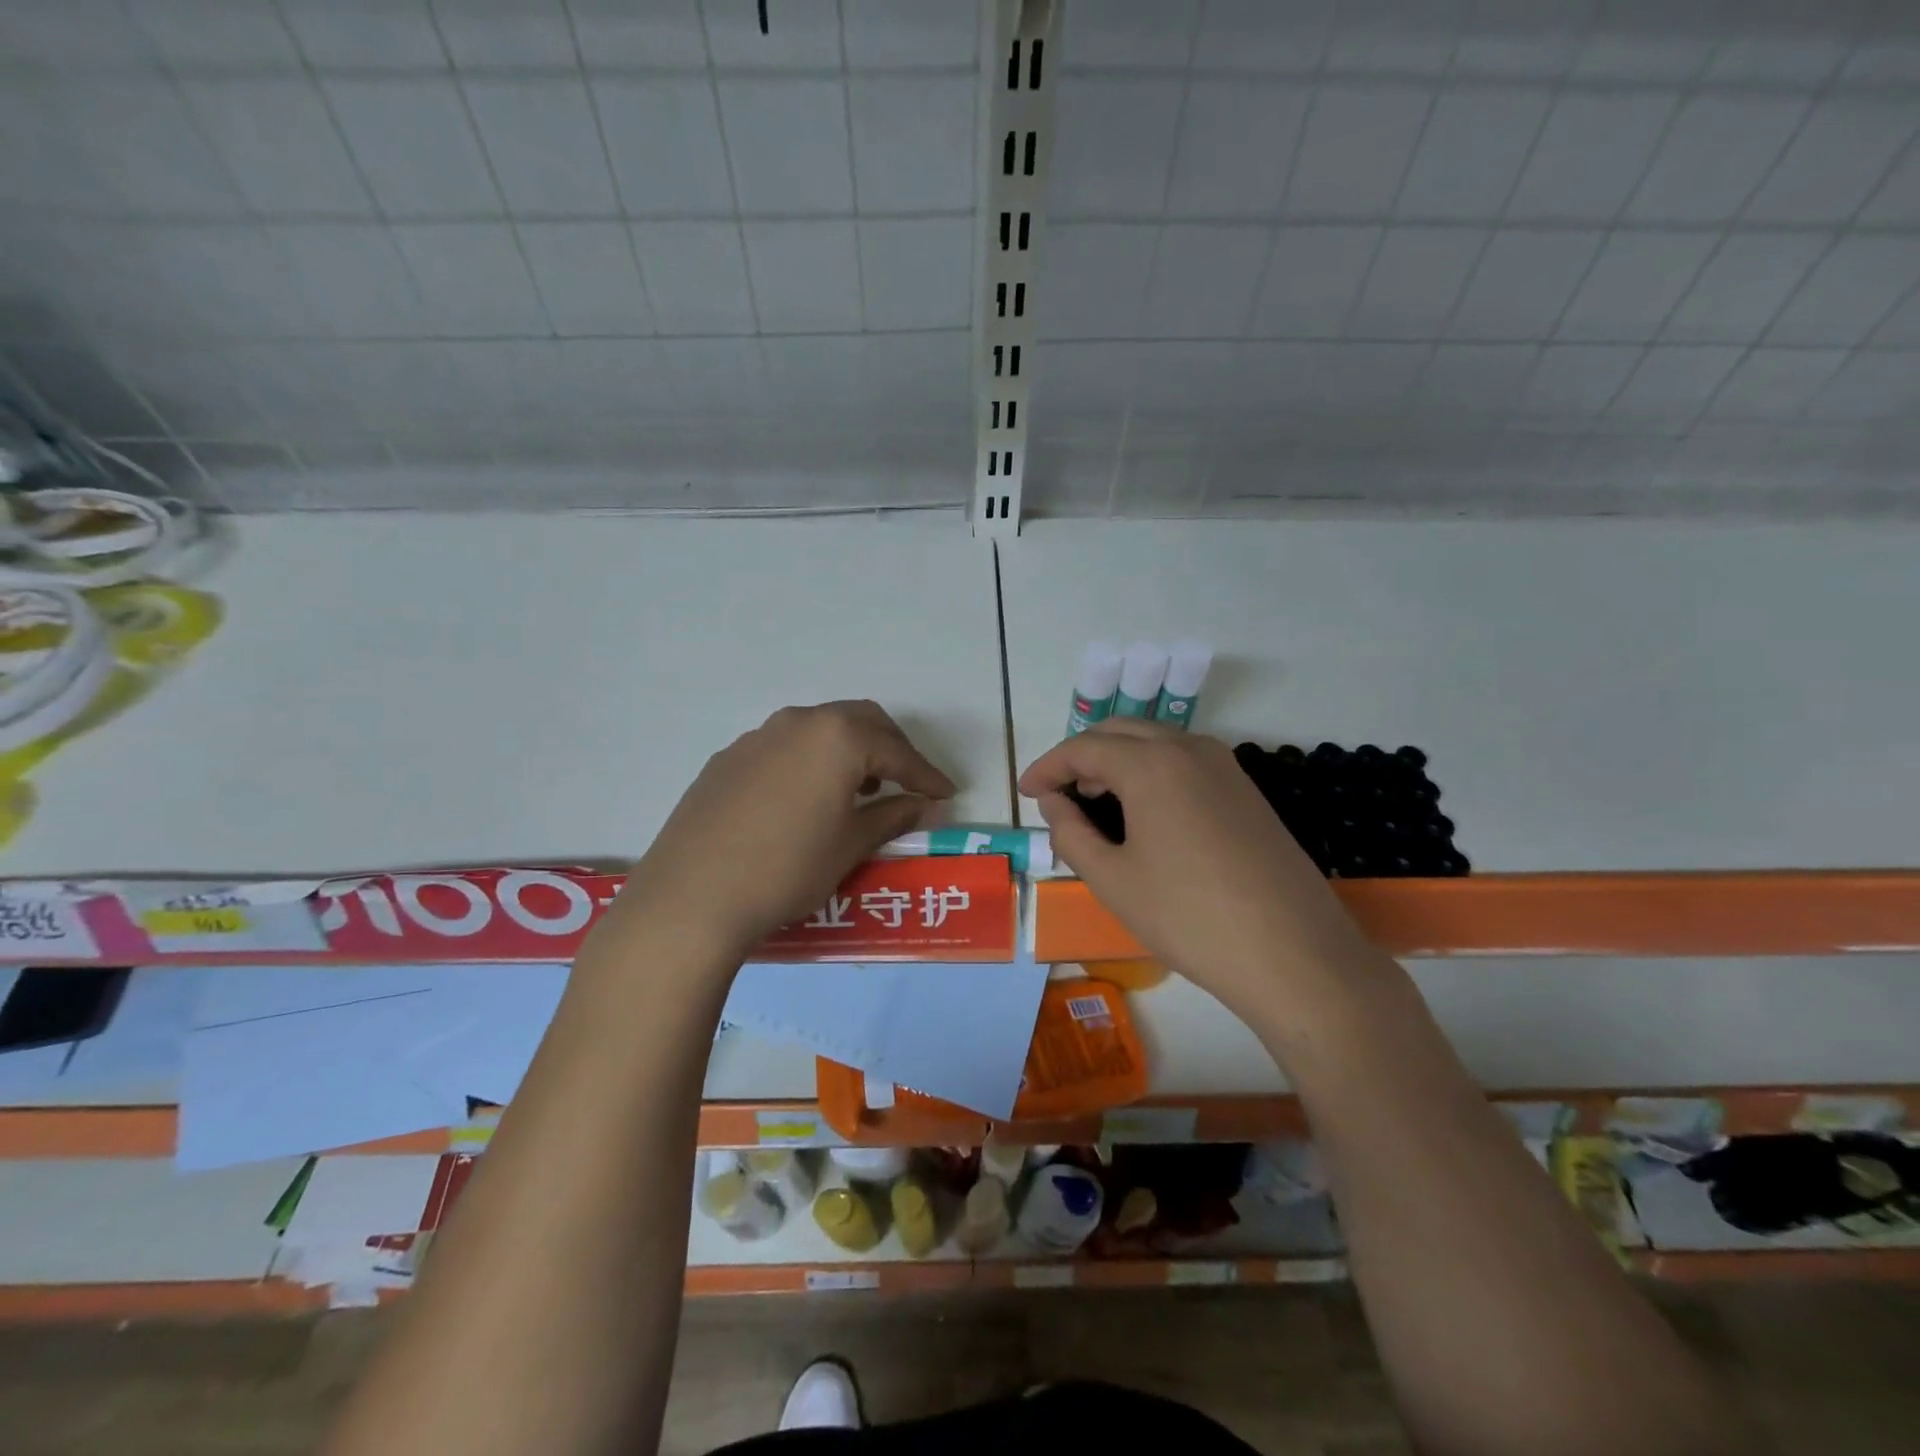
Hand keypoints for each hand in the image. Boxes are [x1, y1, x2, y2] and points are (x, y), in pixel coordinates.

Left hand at [617, 701, 955, 965]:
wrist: (691, 897)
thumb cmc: (787, 868)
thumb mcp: (851, 844)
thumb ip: (893, 816)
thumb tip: (925, 805)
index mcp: (837, 737)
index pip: (897, 751)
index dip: (926, 774)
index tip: (946, 794)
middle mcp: (798, 722)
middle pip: (860, 721)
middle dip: (891, 749)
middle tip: (907, 784)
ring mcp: (756, 737)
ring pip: (819, 730)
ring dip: (849, 752)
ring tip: (859, 791)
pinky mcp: (727, 759)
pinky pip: (784, 748)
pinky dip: (810, 762)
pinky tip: (805, 799)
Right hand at [1019, 720, 1368, 1015]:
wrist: (1294, 954)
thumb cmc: (1189, 917)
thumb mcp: (1112, 880)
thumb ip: (1070, 833)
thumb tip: (1053, 803)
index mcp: (1152, 763)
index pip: (1083, 748)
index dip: (1047, 767)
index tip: (1025, 793)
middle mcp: (1190, 748)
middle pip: (1120, 732)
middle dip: (1081, 757)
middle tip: (1058, 795)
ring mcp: (1225, 766)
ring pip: (1155, 743)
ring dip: (1117, 762)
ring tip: (1095, 804)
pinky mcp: (1246, 790)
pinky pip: (1184, 762)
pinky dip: (1151, 773)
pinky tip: (1143, 814)